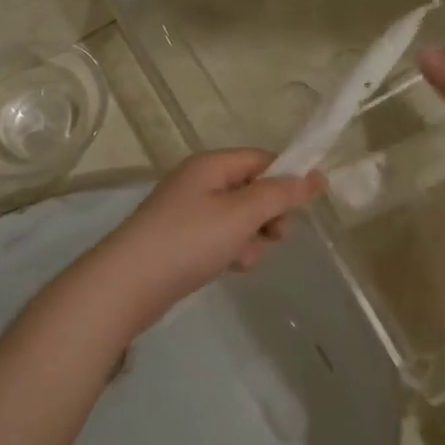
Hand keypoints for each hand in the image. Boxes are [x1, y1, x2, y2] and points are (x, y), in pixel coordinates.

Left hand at [67, 151, 324, 339]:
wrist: (128, 284)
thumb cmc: (189, 240)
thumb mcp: (242, 213)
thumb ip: (281, 194)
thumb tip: (316, 176)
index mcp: (212, 165)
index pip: (263, 159)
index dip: (288, 178)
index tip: (307, 206)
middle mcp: (200, 181)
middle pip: (254, 189)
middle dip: (269, 215)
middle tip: (275, 236)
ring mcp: (189, 211)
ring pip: (241, 219)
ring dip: (252, 238)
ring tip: (242, 257)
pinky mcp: (183, 240)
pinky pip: (222, 238)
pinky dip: (231, 251)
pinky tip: (229, 267)